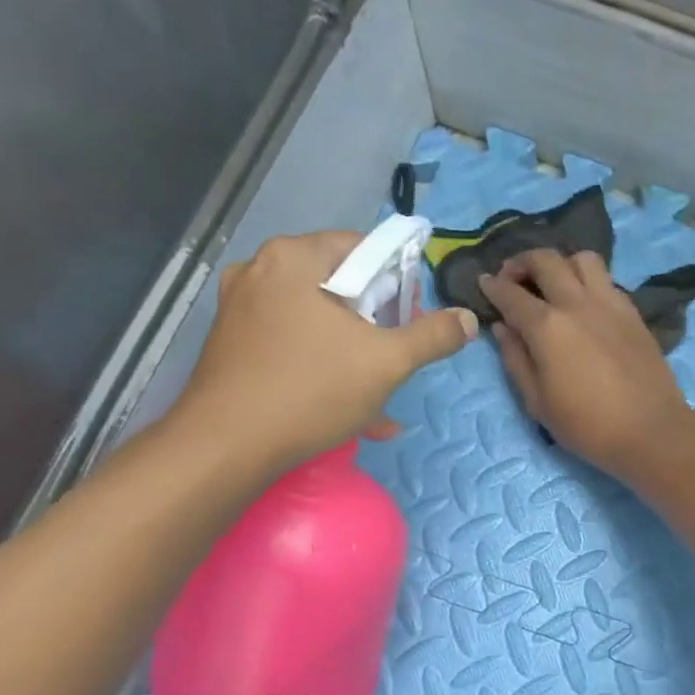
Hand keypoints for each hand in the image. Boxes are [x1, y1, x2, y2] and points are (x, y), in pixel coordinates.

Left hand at [170, 231, 476, 476]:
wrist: (227, 445)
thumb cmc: (312, 390)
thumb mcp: (388, 363)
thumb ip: (433, 336)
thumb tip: (467, 319)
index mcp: (296, 258)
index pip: (365, 248)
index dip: (399, 284)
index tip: (412, 323)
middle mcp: (261, 270)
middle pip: (342, 285)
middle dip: (378, 324)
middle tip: (396, 360)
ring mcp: (241, 307)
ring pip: (319, 320)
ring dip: (355, 353)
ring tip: (378, 395)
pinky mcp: (233, 343)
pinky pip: (294, 343)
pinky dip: (324, 366)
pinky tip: (347, 408)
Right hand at [479, 249, 694, 478]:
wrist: (651, 431)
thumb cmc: (588, 426)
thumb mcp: (538, 402)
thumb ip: (516, 359)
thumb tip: (502, 327)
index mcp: (547, 327)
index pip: (510, 294)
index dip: (492, 286)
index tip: (484, 283)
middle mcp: (577, 303)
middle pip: (546, 260)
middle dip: (522, 262)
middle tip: (514, 278)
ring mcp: (610, 303)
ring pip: (582, 259)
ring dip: (561, 263)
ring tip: (555, 284)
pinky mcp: (633, 312)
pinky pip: (607, 280)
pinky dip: (589, 281)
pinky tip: (585, 303)